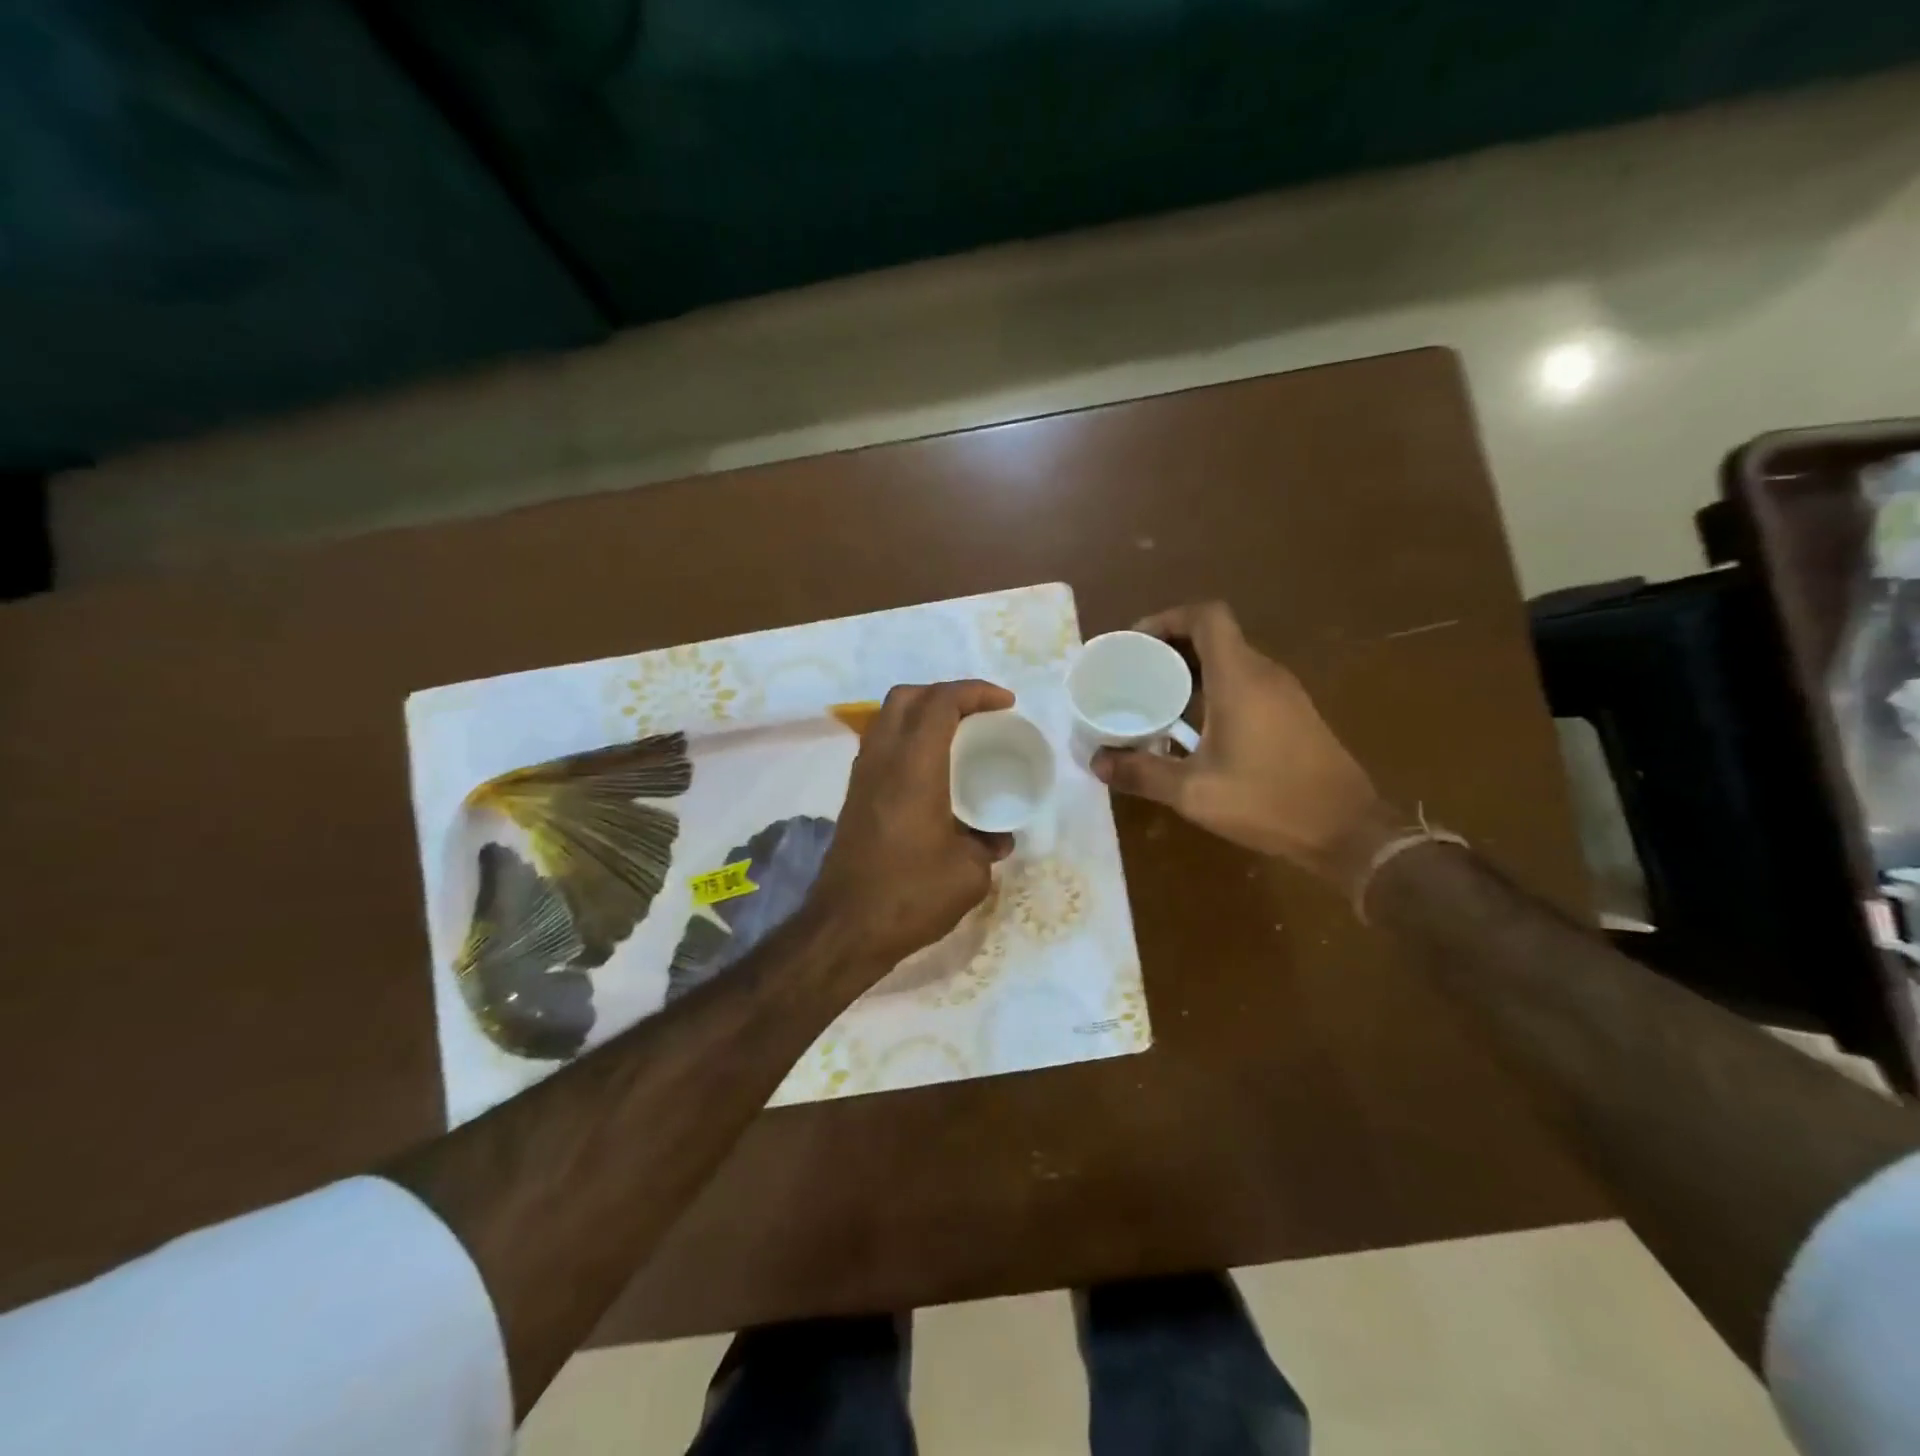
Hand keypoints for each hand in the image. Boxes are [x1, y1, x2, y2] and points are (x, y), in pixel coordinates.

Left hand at [810, 680, 1015, 968]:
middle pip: (907, 696)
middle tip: (979, 713)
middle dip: (946, 693)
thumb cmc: (911, 896)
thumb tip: (995, 838)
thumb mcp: (969, 875)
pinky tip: (932, 770)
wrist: (846, 928)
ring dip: (923, 713)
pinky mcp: (854, 795)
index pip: (941, 702)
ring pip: (887, 717)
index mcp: (914, 766)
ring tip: (957, 735)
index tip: (1006, 704)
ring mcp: (862, 776)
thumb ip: (987, 845)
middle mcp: (883, 759)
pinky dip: (908, 738)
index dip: (976, 692)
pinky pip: (881, 744)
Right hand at [1092, 602, 1399, 888]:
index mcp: (1239, 678)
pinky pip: (1246, 682)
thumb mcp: (1193, 792)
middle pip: (1215, 635)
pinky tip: (1193, 724)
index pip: (1206, 616)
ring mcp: (1284, 693)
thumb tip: (1097, 763)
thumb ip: (1142, 773)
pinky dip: (1214, 687)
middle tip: (1135, 671)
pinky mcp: (1294, 713)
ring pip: (1231, 659)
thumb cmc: (1267, 801)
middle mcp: (1264, 673)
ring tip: (1155, 696)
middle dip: (1172, 645)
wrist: (1346, 830)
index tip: (1136, 642)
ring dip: (1192, 668)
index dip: (1168, 619)